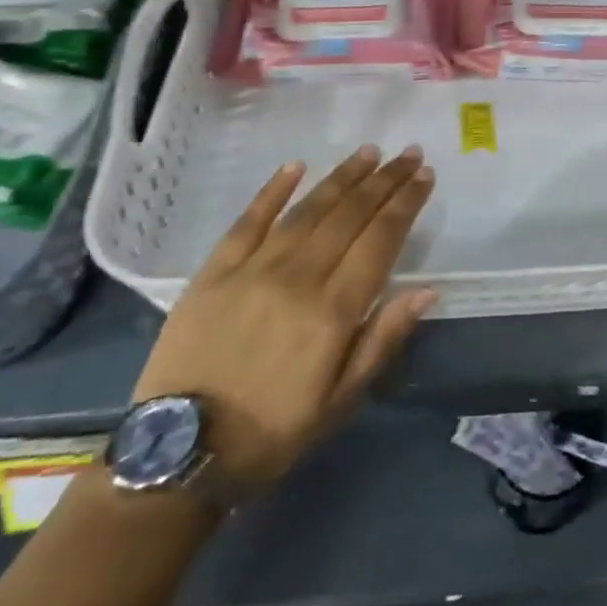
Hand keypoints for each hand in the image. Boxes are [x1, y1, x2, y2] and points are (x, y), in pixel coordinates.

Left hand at [131, 145, 437, 488]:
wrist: (180, 453)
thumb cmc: (272, 432)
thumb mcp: (340, 402)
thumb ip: (382, 340)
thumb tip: (426, 290)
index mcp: (332, 311)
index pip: (380, 240)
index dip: (406, 204)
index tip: (426, 176)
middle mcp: (297, 278)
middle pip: (350, 216)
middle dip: (384, 181)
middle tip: (409, 154)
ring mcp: (252, 269)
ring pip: (308, 210)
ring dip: (343, 177)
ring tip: (370, 152)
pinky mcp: (214, 271)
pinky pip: (249, 220)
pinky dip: (273, 190)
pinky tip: (296, 165)